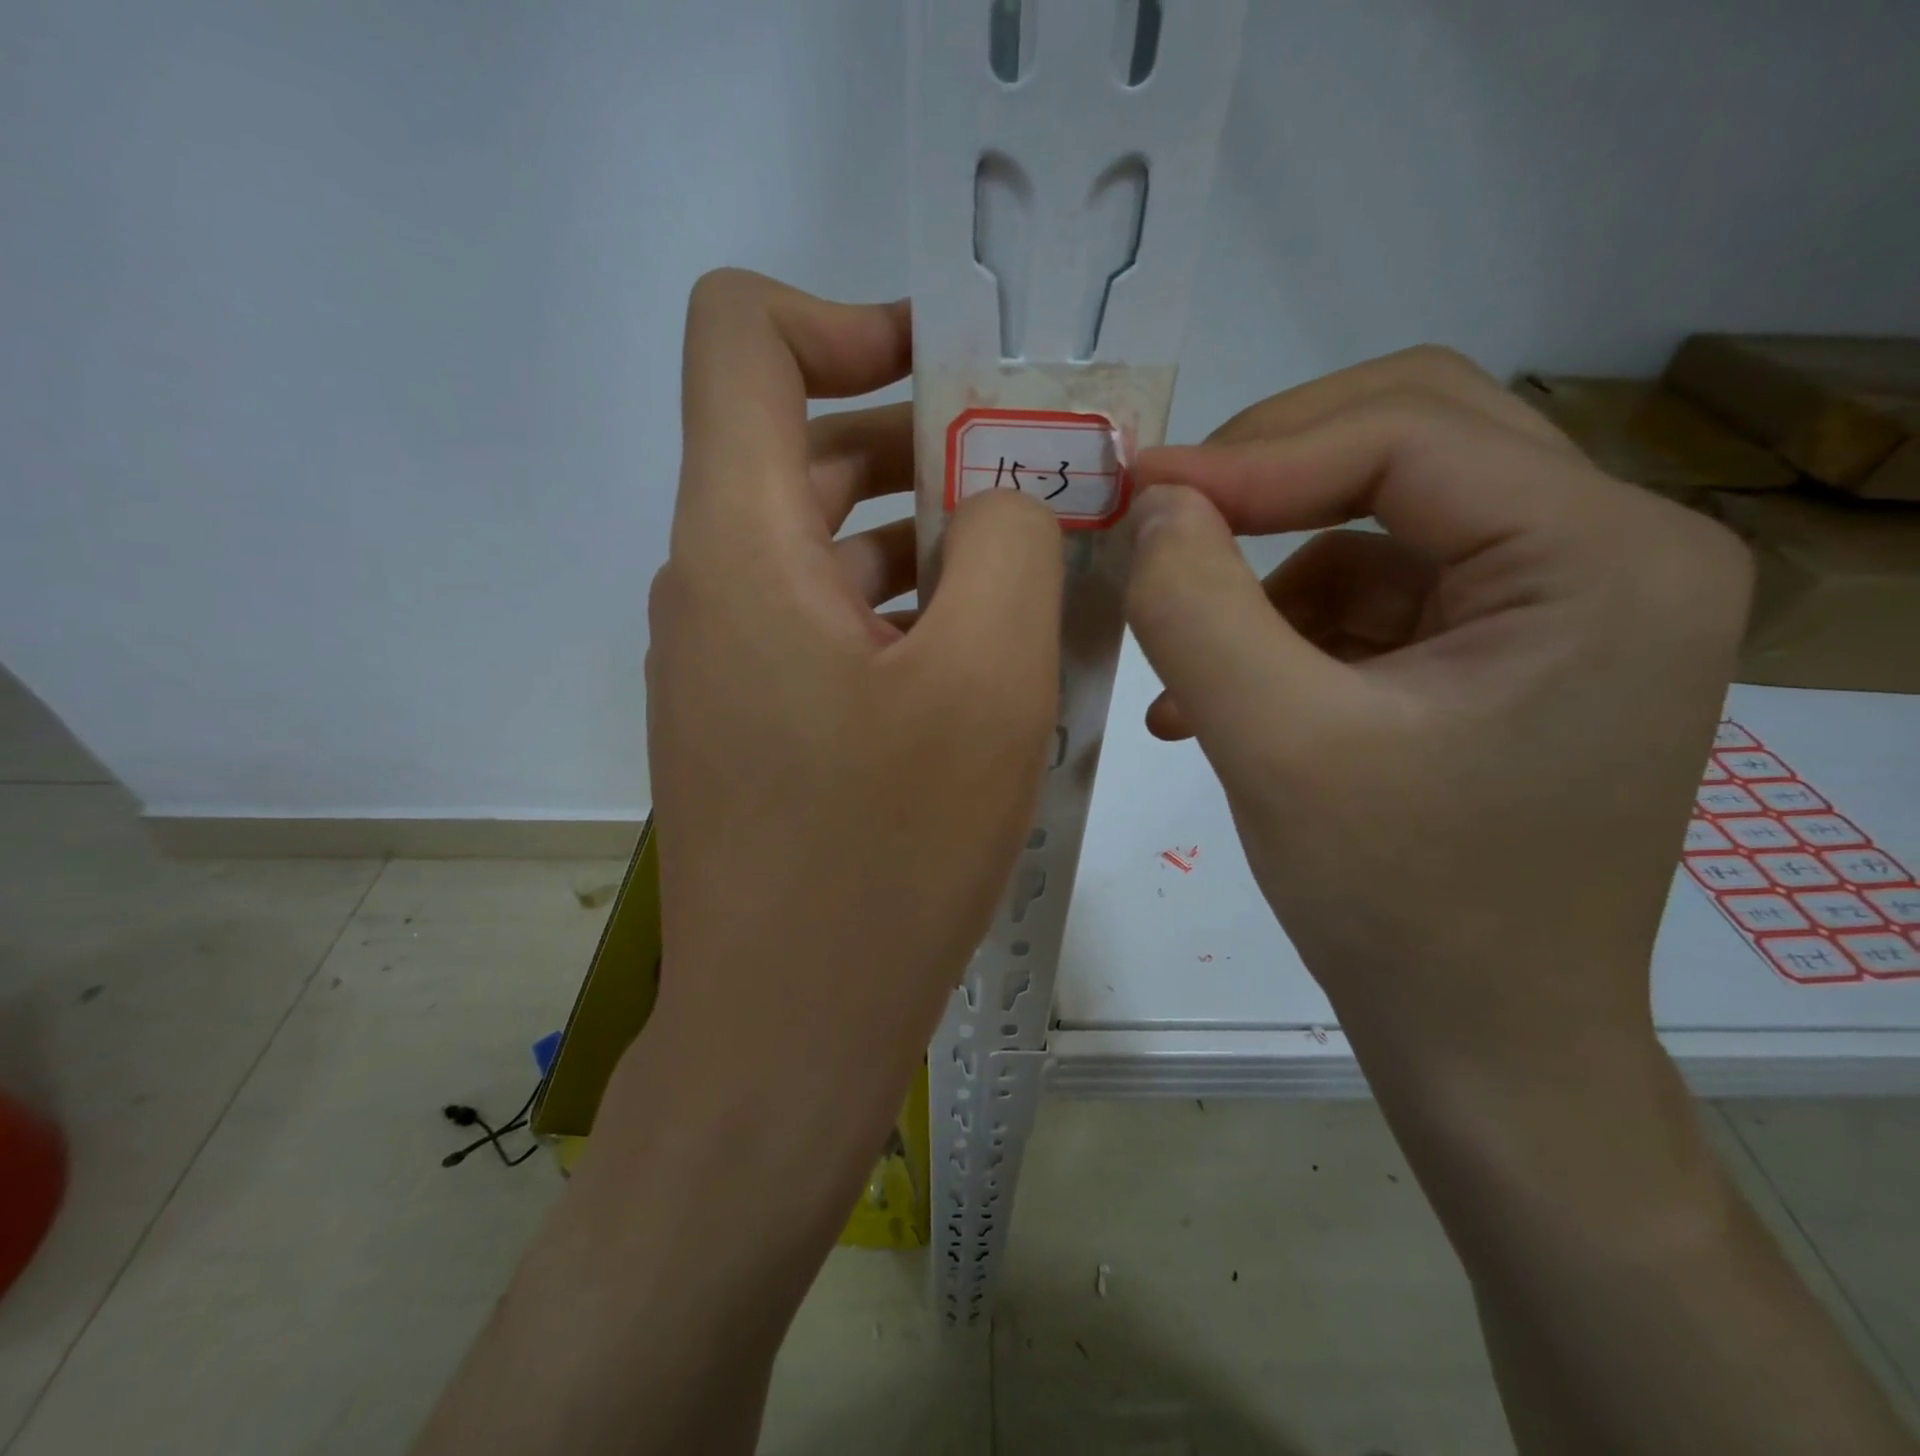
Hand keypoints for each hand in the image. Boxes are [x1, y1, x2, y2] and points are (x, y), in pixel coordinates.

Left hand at [633, 268, 1061, 1180]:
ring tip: (1035, 573)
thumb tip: (1004, 495)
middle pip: (805, 442)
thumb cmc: (885, 856)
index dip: (848, 318)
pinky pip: (830, 621)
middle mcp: (712, 583)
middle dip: (926, 439)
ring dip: (928, 535)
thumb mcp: (987, 681)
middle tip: (1038, 482)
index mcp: (741, 542)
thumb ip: (1010, 543)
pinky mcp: (755, 720)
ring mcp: (727, 659)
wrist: (789, 1027)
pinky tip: (986, 658)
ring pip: (828, 542)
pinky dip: (904, 610)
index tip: (955, 378)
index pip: (743, 337)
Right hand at [1124, 347, 1752, 1084]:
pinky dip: (1285, 632)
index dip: (1252, 455)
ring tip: (1188, 674)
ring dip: (1263, 582)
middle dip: (1267, 478)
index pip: (1407, 437)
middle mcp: (1611, 556)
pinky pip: (1374, 596)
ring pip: (1377, 523)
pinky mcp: (1501, 653)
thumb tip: (1151, 506)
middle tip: (1166, 523)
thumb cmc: (1398, 908)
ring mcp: (1558, 605)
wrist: (1482, 1045)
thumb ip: (1195, 606)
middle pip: (1411, 441)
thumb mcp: (1273, 747)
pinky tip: (1221, 705)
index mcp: (1604, 559)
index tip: (1135, 491)